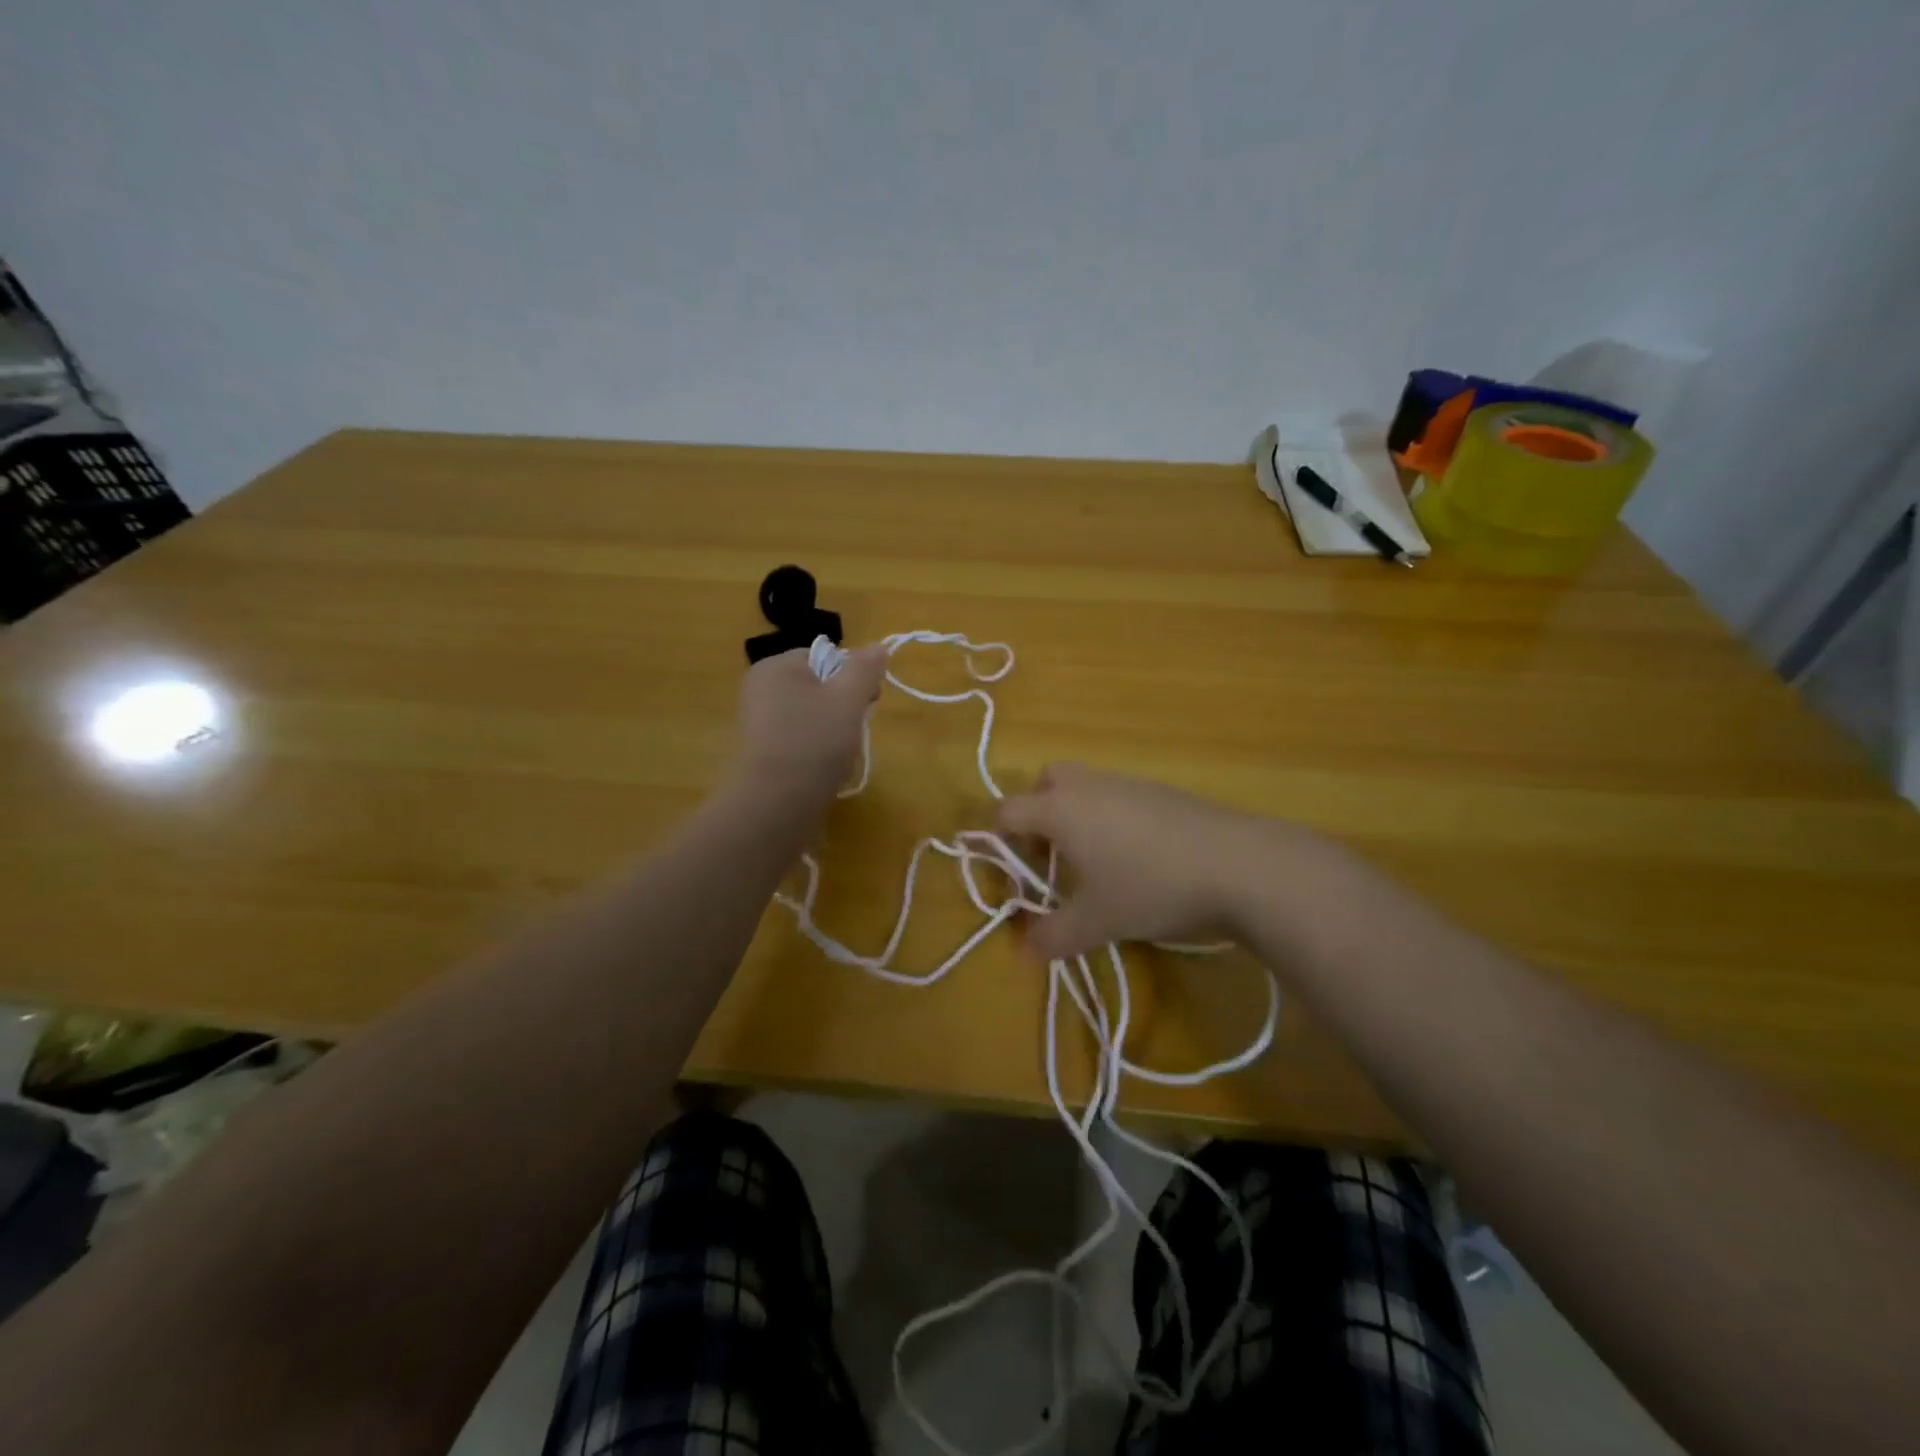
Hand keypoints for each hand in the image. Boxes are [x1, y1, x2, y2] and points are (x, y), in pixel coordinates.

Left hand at [734, 643, 887, 792]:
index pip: (826, 657)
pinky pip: (798, 737)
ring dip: (833, 729)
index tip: (868, 702)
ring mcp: (757, 721)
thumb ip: (865, 668)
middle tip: (853, 729)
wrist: (777, 804)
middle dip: (843, 706)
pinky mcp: (761, 751)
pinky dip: (815, 748)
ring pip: (812, 714)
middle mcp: (760, 688)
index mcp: (775, 666)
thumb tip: (879, 647)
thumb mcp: (848, 698)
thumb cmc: (814, 741)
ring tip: (839, 752)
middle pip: (819, 685)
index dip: (853, 677)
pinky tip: (824, 766)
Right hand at [998, 763, 1272, 961]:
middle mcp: (1089, 786)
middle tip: (1051, 857)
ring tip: (1095, 862)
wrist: (1239, 864)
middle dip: (1038, 814)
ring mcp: (1129, 783)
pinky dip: (1112, 817)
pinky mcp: (1162, 791)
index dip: (999, 841)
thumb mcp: (1097, 922)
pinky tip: (1137, 857)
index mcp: (1061, 809)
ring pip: (1085, 786)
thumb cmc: (1151, 887)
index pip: (1009, 811)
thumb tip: (1023, 951)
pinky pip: (1119, 795)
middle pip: (1046, 782)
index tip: (1013, 875)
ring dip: (1077, 816)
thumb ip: (1054, 936)